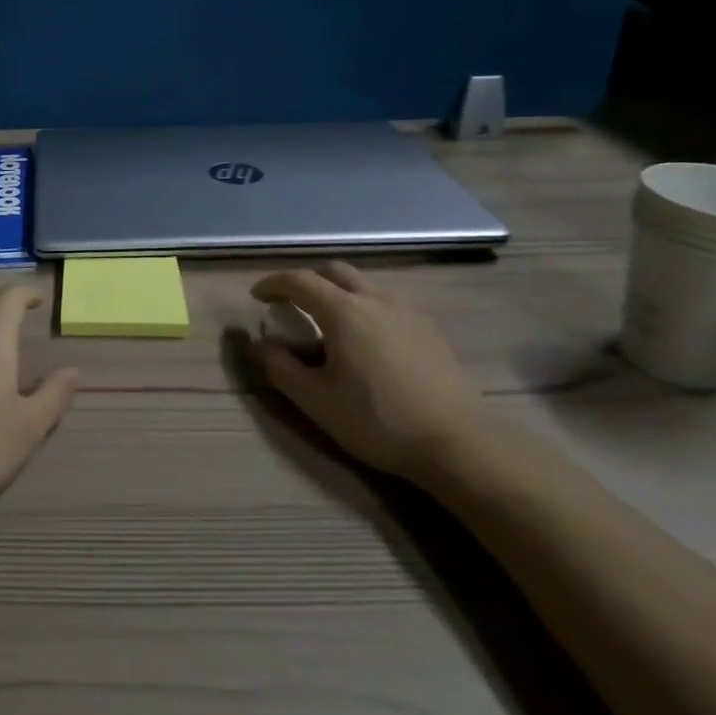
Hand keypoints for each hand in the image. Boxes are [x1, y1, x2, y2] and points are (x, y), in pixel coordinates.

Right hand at [250, 262, 485, 478]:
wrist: (459, 443)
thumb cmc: (377, 420)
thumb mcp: (316, 400)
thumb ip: (280, 367)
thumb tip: (258, 344)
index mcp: (343, 312)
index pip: (299, 281)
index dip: (273, 284)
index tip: (256, 296)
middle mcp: (375, 300)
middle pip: (335, 272)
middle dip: (308, 281)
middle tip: (292, 304)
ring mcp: (408, 312)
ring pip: (364, 286)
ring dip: (338, 293)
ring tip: (329, 325)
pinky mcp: (429, 330)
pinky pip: (387, 303)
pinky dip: (365, 308)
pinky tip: (367, 342)